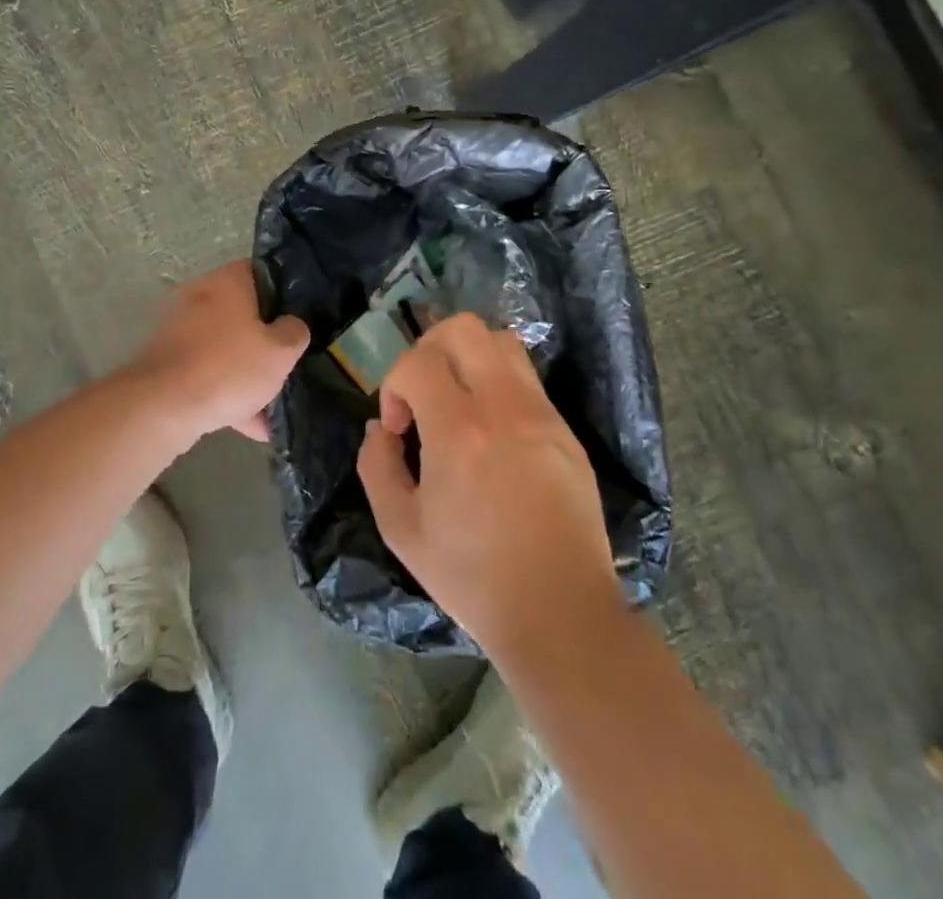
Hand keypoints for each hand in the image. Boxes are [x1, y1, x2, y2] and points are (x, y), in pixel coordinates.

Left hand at [128, 261, 308, 445]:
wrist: (162, 407)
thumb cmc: (229, 367)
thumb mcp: (280, 351)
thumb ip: (294, 333)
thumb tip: (292, 326)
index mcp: (227, 282)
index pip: (261, 271)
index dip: (284, 291)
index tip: (299, 315)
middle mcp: (200, 298)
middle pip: (243, 313)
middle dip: (265, 342)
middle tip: (287, 362)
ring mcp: (180, 331)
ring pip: (225, 348)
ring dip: (247, 375)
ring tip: (271, 409)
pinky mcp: (168, 363)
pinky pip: (207, 374)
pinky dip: (226, 394)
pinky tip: (251, 426)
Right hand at [358, 313, 619, 660]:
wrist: (560, 613)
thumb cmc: (472, 576)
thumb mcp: (400, 528)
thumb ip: (376, 465)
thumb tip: (380, 428)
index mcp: (460, 431)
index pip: (418, 361)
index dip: (394, 384)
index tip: (398, 428)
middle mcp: (504, 407)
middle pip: (464, 328)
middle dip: (429, 349)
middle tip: (423, 394)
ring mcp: (542, 415)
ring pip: (502, 341)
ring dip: (467, 358)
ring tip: (457, 403)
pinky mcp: (565, 431)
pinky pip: (526, 379)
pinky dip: (497, 384)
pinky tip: (491, 432)